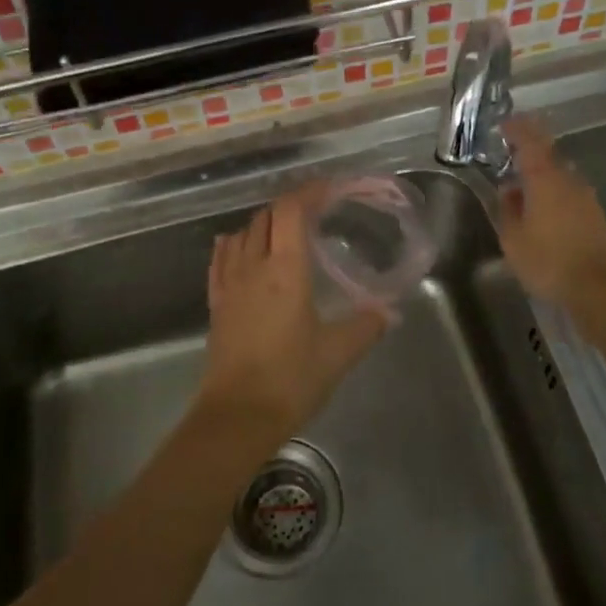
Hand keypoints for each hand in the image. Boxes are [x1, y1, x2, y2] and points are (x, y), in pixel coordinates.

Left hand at [202, 188, 386, 436]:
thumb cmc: (291, 379)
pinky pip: (221, 260)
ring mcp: (230, 285)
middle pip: (265, 218)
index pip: (290, 211)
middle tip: (315, 211)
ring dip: (263, 223)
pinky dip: (233, 244)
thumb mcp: (338, 353)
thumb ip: (366, 327)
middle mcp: (254, 267)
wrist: (237, 416)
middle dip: (289, 206)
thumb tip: (388, 312)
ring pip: (242, 235)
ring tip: (283, 230)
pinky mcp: (217, 304)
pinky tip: (238, 247)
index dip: (308, 192)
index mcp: (285, 271)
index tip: (328, 188)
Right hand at [497, 117, 605, 303]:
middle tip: (511, 155)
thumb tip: (508, 190)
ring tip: (525, 188)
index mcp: (545, 179)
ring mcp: (587, 198)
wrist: (600, 288)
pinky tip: (546, 212)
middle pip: (549, 157)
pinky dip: (556, 195)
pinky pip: (571, 195)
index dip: (518, 130)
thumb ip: (508, 210)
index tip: (505, 123)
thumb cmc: (548, 261)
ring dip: (543, 176)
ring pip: (561, 177)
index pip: (530, 143)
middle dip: (530, 152)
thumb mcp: (513, 239)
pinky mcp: (597, 216)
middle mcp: (569, 181)